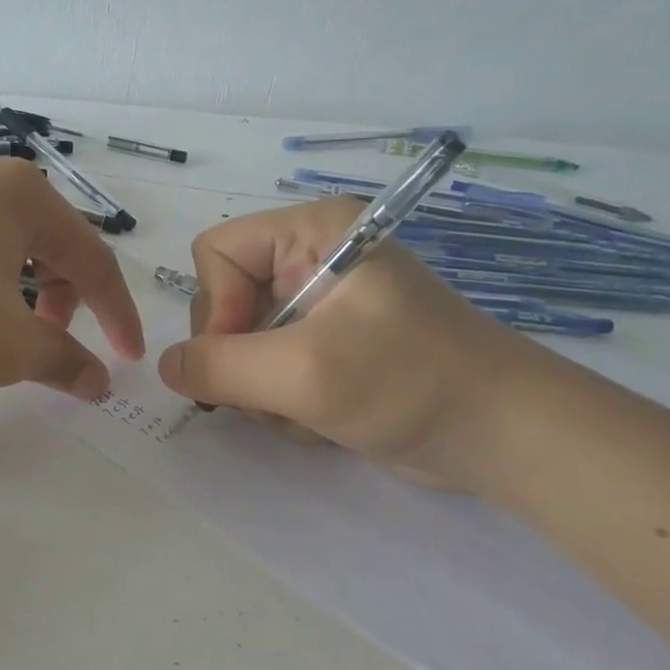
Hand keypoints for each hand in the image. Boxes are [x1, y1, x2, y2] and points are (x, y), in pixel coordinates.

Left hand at [0, 158, 144, 398]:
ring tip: (0, 332)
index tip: (127, 360)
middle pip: (51, 246)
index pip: (96, 260)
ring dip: (20, 294)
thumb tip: (99, 381)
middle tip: (53, 346)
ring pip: (4, 247)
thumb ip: (64, 361)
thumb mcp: (7, 346)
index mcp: (27, 197)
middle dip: (66, 302)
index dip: (118, 315)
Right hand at [155, 197, 536, 488]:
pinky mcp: (329, 346)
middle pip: (225, 300)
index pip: (216, 251)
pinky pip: (271, 368)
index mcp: (312, 233)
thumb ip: (220, 366)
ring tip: (308, 412)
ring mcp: (321, 306)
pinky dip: (284, 402)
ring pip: (242, 343)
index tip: (243, 356)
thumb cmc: (409, 382)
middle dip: (242, 358)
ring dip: (263, 390)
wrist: (503, 437)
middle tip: (278, 394)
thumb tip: (166, 366)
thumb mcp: (304, 373)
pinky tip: (322, 420)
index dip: (216, 305)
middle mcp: (312, 259)